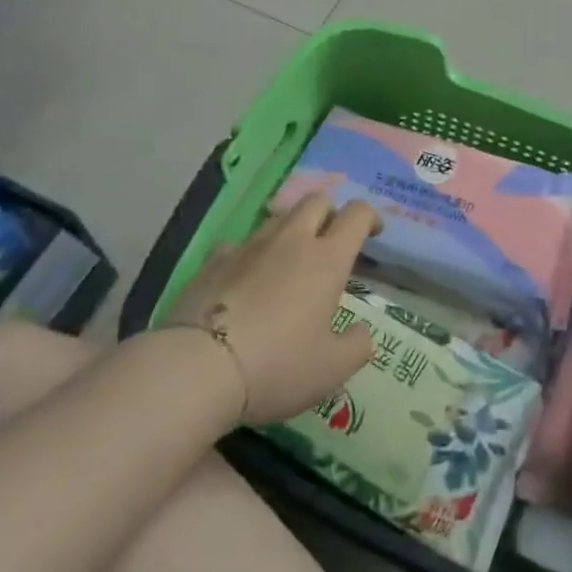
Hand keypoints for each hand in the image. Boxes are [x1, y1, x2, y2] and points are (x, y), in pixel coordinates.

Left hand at [161, 192, 377, 425]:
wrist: (197, 368)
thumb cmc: (277, 366)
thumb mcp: (331, 370)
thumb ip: (357, 346)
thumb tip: (362, 333)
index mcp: (327, 259)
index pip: (357, 214)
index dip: (370, 217)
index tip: (373, 233)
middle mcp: (291, 240)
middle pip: (316, 201)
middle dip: (330, 213)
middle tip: (331, 242)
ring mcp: (249, 246)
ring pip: (278, 217)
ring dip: (291, 229)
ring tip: (289, 261)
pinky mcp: (214, 259)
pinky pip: (240, 243)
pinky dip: (251, 253)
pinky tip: (245, 278)